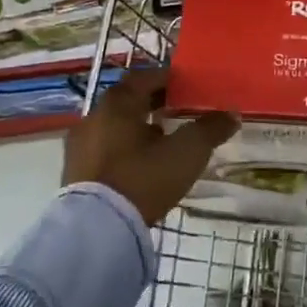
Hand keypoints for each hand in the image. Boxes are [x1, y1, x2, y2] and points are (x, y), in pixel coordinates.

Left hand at [63, 69, 238, 226]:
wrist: (98, 229)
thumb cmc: (144, 177)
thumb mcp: (187, 151)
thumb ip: (210, 129)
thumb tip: (231, 114)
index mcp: (118, 103)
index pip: (144, 77)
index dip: (168, 78)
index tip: (187, 86)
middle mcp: (93, 117)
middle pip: (128, 101)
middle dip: (153, 103)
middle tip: (178, 110)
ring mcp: (80, 146)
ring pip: (115, 127)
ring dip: (138, 128)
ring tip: (163, 141)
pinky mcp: (75, 174)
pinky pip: (105, 150)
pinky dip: (124, 150)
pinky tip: (142, 166)